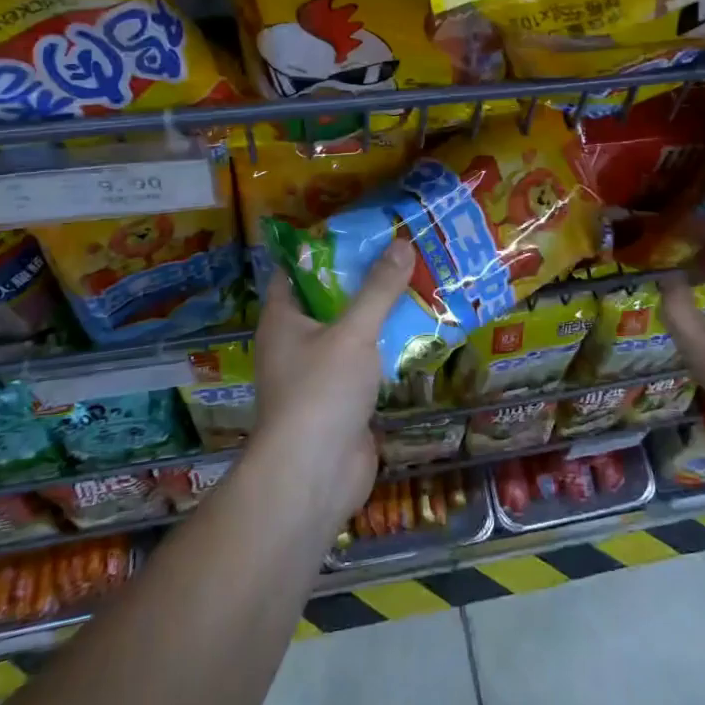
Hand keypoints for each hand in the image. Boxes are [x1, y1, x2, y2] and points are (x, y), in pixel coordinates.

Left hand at [250, 240, 413, 528]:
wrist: (314, 476)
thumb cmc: (321, 392)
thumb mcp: (352, 332)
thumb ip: (378, 289)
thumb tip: (401, 243)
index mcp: (284, 318)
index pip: (296, 269)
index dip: (324, 246)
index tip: (361, 228)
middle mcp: (297, 340)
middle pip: (330, 297)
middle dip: (363, 276)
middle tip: (401, 249)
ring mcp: (320, 371)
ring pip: (352, 330)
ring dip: (380, 311)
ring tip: (418, 280)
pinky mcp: (343, 397)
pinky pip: (367, 360)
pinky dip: (388, 345)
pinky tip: (420, 328)